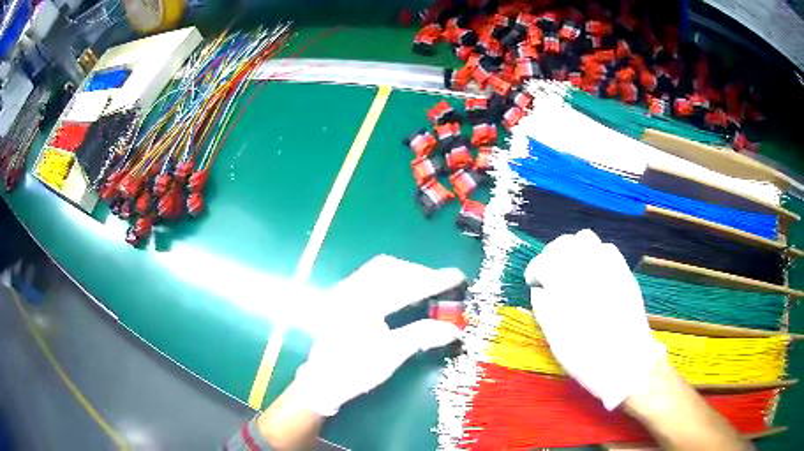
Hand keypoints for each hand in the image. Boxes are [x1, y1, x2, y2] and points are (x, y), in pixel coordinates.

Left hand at [293, 255, 465, 415]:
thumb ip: (422, 335)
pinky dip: (392, 277)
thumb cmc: (356, 371)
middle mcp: (350, 290)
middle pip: (391, 268)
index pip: (405, 285)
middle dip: (420, 273)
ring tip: (426, 285)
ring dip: (406, 273)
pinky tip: (403, 289)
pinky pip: (370, 275)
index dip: (434, 280)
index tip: (457, 276)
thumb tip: (454, 329)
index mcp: (362, 305)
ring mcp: (343, 291)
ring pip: (379, 268)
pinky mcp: (341, 296)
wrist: (322, 382)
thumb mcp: (391, 356)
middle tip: (442, 283)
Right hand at [524, 229, 664, 409]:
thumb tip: (539, 290)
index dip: (535, 269)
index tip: (533, 282)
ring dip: (574, 250)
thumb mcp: (555, 337)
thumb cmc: (585, 355)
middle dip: (552, 254)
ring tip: (571, 269)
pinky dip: (595, 254)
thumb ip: (544, 307)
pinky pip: (607, 249)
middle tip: (549, 273)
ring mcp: (608, 266)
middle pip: (565, 243)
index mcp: (566, 284)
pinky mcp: (624, 271)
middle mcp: (587, 267)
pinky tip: (593, 272)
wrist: (626, 362)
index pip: (544, 261)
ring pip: (586, 239)